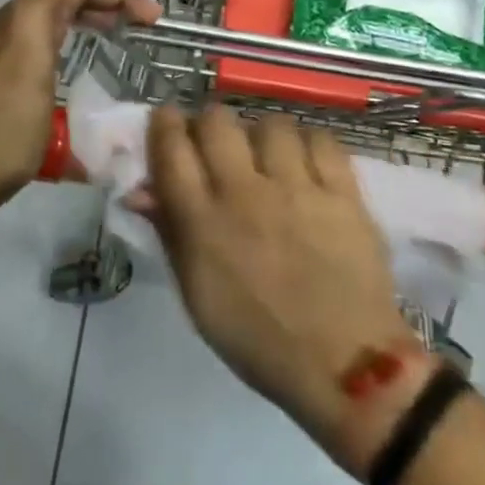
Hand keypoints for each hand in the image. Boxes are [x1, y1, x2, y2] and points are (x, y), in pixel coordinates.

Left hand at [0, 0, 160, 201]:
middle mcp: (14, 27)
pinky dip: (83, 33)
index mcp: (20, 17)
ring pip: (62, 16)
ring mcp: (11, 54)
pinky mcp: (12, 80)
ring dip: (101, 12)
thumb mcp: (25, 59)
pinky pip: (55, 39)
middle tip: (153, 17)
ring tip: (133, 28)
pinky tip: (93, 51)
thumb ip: (39, 4)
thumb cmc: (2, 123)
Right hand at [144, 106, 426, 469]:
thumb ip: (170, 234)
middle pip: (217, 123)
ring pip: (270, 124)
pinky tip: (307, 162)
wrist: (345, 365)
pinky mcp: (341, 191)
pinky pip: (320, 139)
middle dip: (210, 122)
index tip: (167, 119)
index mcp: (204, 223)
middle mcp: (245, 194)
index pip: (171, 149)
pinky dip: (309, 143)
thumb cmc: (260, 339)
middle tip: (217, 140)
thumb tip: (140, 190)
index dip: (164, 124)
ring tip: (268, 153)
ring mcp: (297, 188)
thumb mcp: (198, 297)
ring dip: (262, 134)